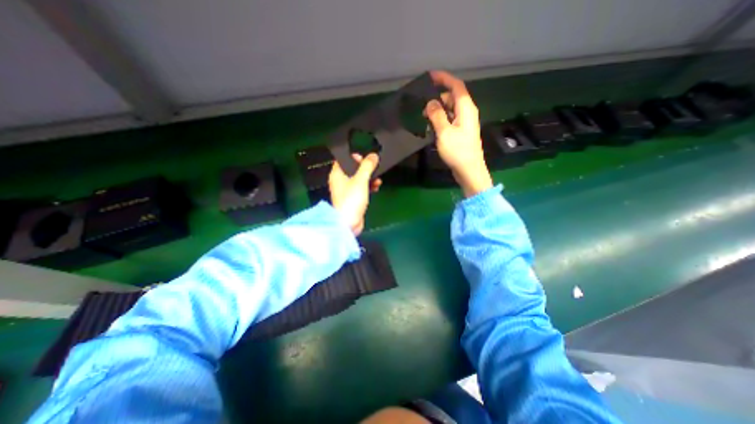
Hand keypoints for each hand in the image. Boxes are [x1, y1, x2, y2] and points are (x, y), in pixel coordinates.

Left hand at [328, 154, 379, 236]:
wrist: (349, 222)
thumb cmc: (351, 200)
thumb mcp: (360, 180)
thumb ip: (367, 166)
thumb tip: (373, 156)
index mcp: (337, 174)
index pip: (344, 160)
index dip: (354, 157)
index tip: (365, 158)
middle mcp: (340, 182)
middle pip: (353, 170)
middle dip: (365, 169)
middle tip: (374, 168)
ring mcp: (346, 191)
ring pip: (358, 180)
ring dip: (369, 178)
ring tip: (378, 179)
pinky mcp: (353, 199)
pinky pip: (361, 189)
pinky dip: (368, 187)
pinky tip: (376, 187)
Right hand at [428, 70, 492, 195]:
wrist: (469, 170)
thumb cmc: (458, 151)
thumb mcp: (444, 132)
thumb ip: (437, 115)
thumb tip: (431, 102)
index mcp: (466, 108)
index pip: (456, 86)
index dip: (444, 78)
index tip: (430, 76)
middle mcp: (467, 112)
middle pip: (453, 97)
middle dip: (438, 98)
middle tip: (423, 107)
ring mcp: (465, 123)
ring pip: (451, 109)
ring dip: (438, 110)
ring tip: (425, 118)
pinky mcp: (461, 132)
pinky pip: (451, 119)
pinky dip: (442, 119)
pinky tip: (432, 127)